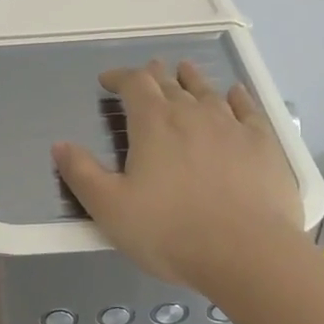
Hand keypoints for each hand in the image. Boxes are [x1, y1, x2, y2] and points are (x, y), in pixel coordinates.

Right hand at [53, 59, 305, 292]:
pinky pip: (248, 109)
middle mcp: (193, 113)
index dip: (119, 77)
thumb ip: (81, 174)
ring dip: (191, 79)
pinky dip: (237, 97)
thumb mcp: (110, 208)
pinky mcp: (263, 144)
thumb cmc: (169, 232)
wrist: (247, 253)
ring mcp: (232, 126)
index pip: (134, 84)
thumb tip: (60, 145)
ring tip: (184, 70)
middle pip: (170, 83)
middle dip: (153, 76)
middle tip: (147, 73)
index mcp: (154, 124)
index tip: (107, 81)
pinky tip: (235, 94)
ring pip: (208, 91)